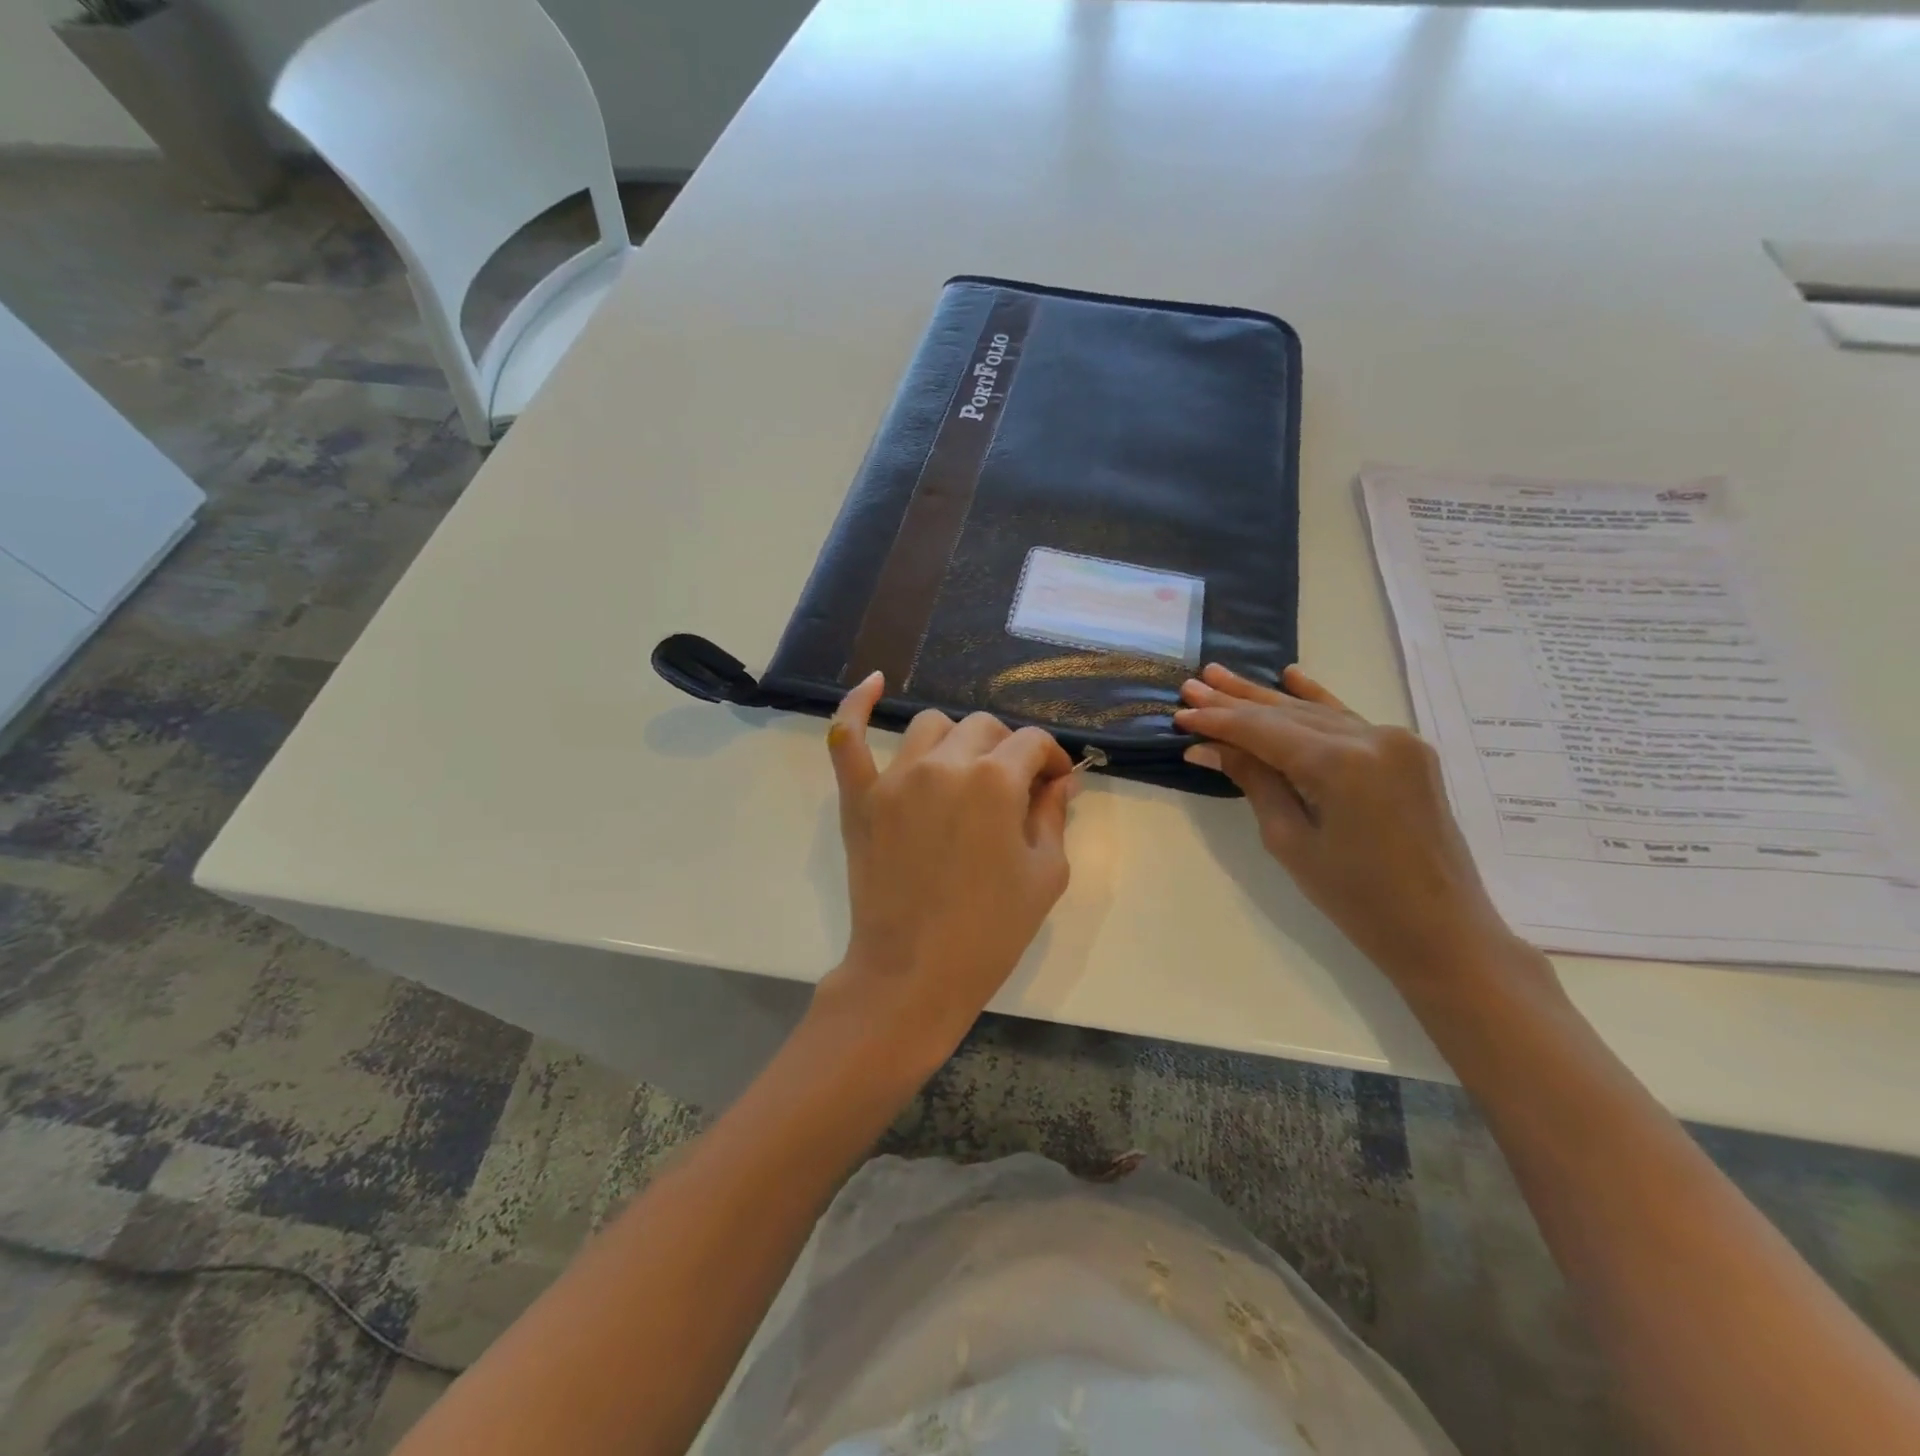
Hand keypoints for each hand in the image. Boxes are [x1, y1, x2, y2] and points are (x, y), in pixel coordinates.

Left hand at [814, 672, 1075, 1070]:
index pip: (1032, 742)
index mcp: (996, 780)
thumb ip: (1054, 814)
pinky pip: (847, 737)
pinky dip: (857, 706)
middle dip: (1008, 751)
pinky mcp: (860, 797)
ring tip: (964, 772)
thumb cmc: (991, 931)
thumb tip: (1061, 779)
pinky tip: (873, 683)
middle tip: (1014, 790)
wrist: (914, 973)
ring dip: (957, 741)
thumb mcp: (1045, 874)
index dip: (1051, 759)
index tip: (1055, 783)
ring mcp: (896, 777)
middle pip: (985, 727)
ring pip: (932, 726)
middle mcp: (946, 764)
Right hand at [1176, 663, 1536, 989]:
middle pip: (1287, 714)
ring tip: (1221, 676)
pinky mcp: (1407, 752)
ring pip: (1315, 712)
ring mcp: (1395, 741)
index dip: (1218, 722)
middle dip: (1236, 701)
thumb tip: (1207, 747)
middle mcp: (1371, 738)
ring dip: (1267, 698)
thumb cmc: (1356, 898)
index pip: (1263, 731)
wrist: (1441, 929)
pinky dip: (1317, 699)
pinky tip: (1291, 676)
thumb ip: (1253, 782)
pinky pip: (1349, 719)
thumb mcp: (1290, 840)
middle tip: (1191, 686)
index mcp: (1341, 764)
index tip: (1180, 713)